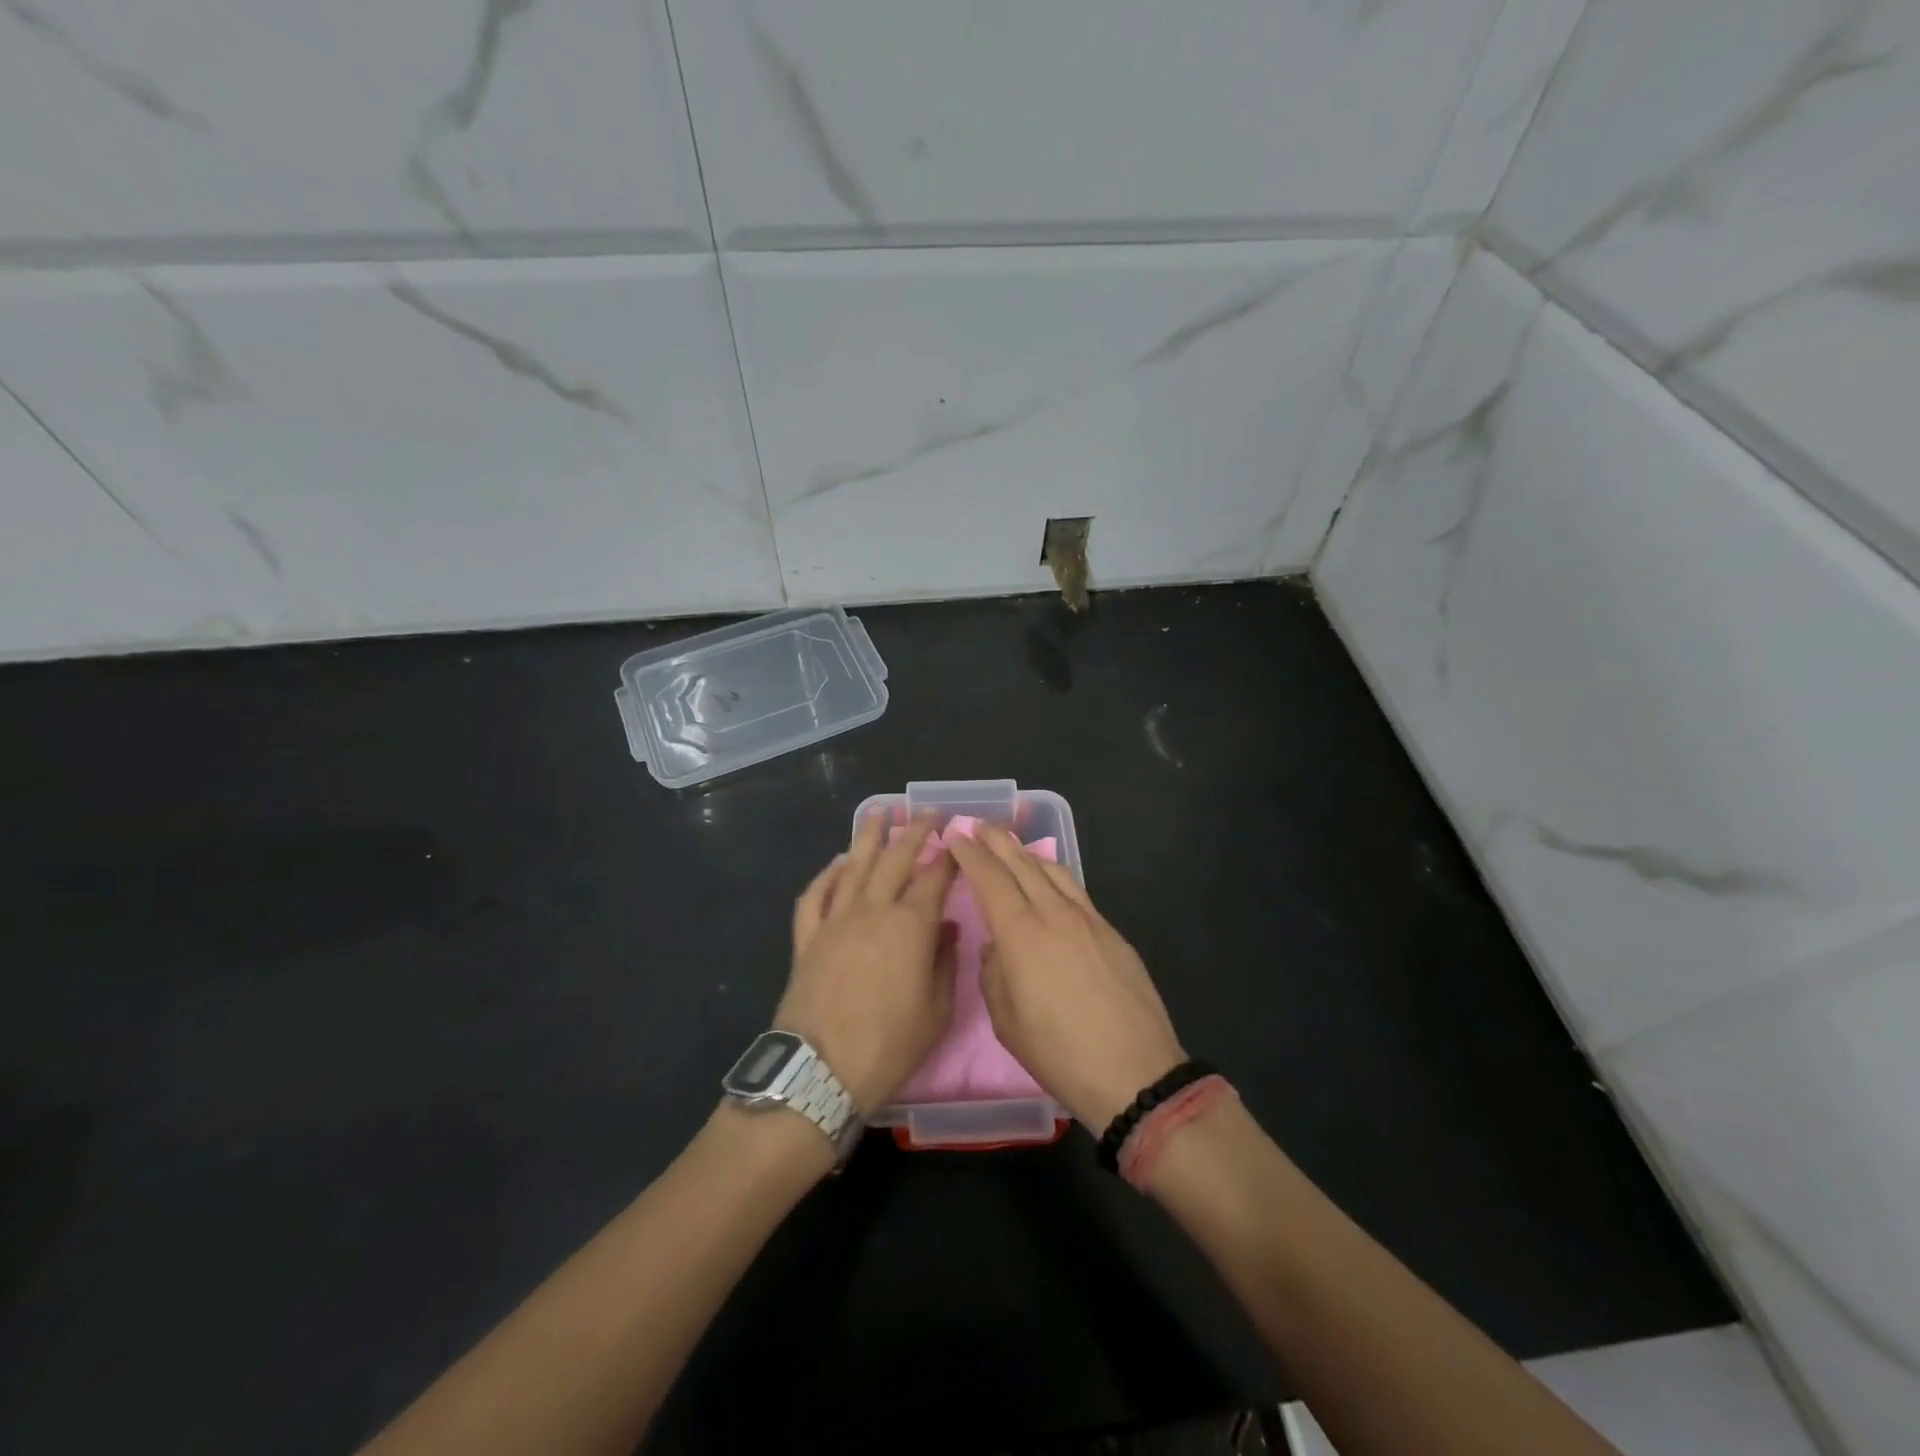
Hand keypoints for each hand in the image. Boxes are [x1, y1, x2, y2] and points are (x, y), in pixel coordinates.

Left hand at [774, 814, 957, 1115]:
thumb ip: (944, 962)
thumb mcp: (936, 1010)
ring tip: (880, 812)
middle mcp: (872, 910)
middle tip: (927, 812)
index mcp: (910, 926)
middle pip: (896, 859)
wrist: (820, 1072)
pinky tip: (836, 862)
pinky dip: (826, 875)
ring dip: (869, 836)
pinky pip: (815, 895)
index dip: (949, 857)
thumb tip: (944, 928)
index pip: (934, 878)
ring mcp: (835, 920)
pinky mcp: (807, 937)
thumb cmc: (888, 1045)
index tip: (958, 839)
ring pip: (853, 866)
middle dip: (915, 831)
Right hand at [947, 825, 1184, 1130]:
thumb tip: (998, 946)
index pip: (989, 878)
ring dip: (1026, 852)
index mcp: (1021, 934)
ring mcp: (1088, 919)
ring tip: (1010, 846)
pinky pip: (1075, 889)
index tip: (955, 836)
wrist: (1135, 1072)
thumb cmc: (1060, 1054)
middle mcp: (1054, 914)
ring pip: (1052, 870)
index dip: (970, 854)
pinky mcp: (1111, 931)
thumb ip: (993, 973)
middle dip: (996, 840)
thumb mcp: (1006, 1021)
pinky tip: (1049, 879)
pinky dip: (1054, 874)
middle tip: (979, 824)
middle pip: (1021, 863)